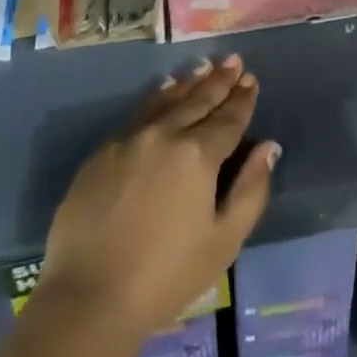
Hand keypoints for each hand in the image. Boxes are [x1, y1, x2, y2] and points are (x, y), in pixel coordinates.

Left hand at [37, 54, 278, 340]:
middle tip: (233, 60)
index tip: (251, 80)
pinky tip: (163, 91)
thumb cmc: (165, 277)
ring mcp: (130, 139)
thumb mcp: (223, 242)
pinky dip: (157, 98)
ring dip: (188, 82)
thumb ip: (250, 191)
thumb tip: (268, 148)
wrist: (88, 296)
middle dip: (219, 80)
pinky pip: (138, 113)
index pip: (228, 118)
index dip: (242, 99)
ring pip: (166, 100)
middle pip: (198, 100)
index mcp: (197, 155)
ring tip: (203, 66)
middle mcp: (165, 134)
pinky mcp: (103, 151)